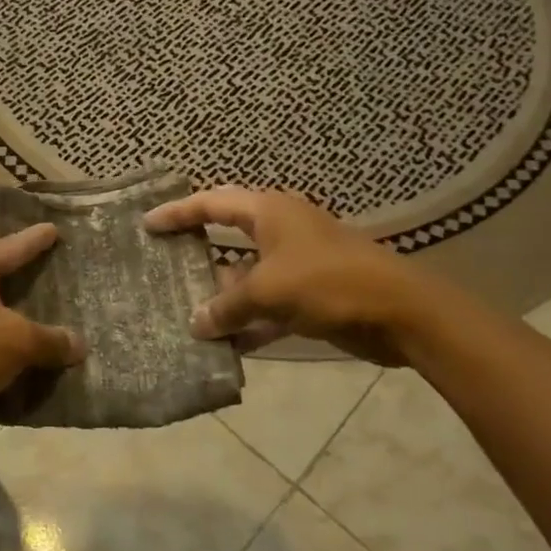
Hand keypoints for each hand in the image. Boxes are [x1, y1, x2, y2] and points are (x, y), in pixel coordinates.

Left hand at [0, 225, 83, 443]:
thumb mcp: (17, 341)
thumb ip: (51, 339)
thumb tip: (79, 344)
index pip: (14, 244)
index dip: (38, 238)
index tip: (56, 228)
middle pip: (1, 270)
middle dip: (29, 273)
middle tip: (62, 269)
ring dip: (18, 310)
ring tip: (53, 311)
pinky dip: (5, 338)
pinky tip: (29, 349)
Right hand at [144, 187, 429, 365]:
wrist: (403, 313)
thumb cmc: (329, 283)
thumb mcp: (269, 291)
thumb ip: (227, 307)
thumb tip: (195, 323)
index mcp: (269, 212)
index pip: (211, 204)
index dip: (178, 212)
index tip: (148, 223)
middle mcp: (280, 230)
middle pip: (227, 236)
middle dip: (197, 252)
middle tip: (162, 262)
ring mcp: (297, 263)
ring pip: (247, 275)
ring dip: (223, 296)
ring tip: (185, 312)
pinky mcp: (311, 294)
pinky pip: (269, 305)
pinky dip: (250, 322)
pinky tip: (227, 345)